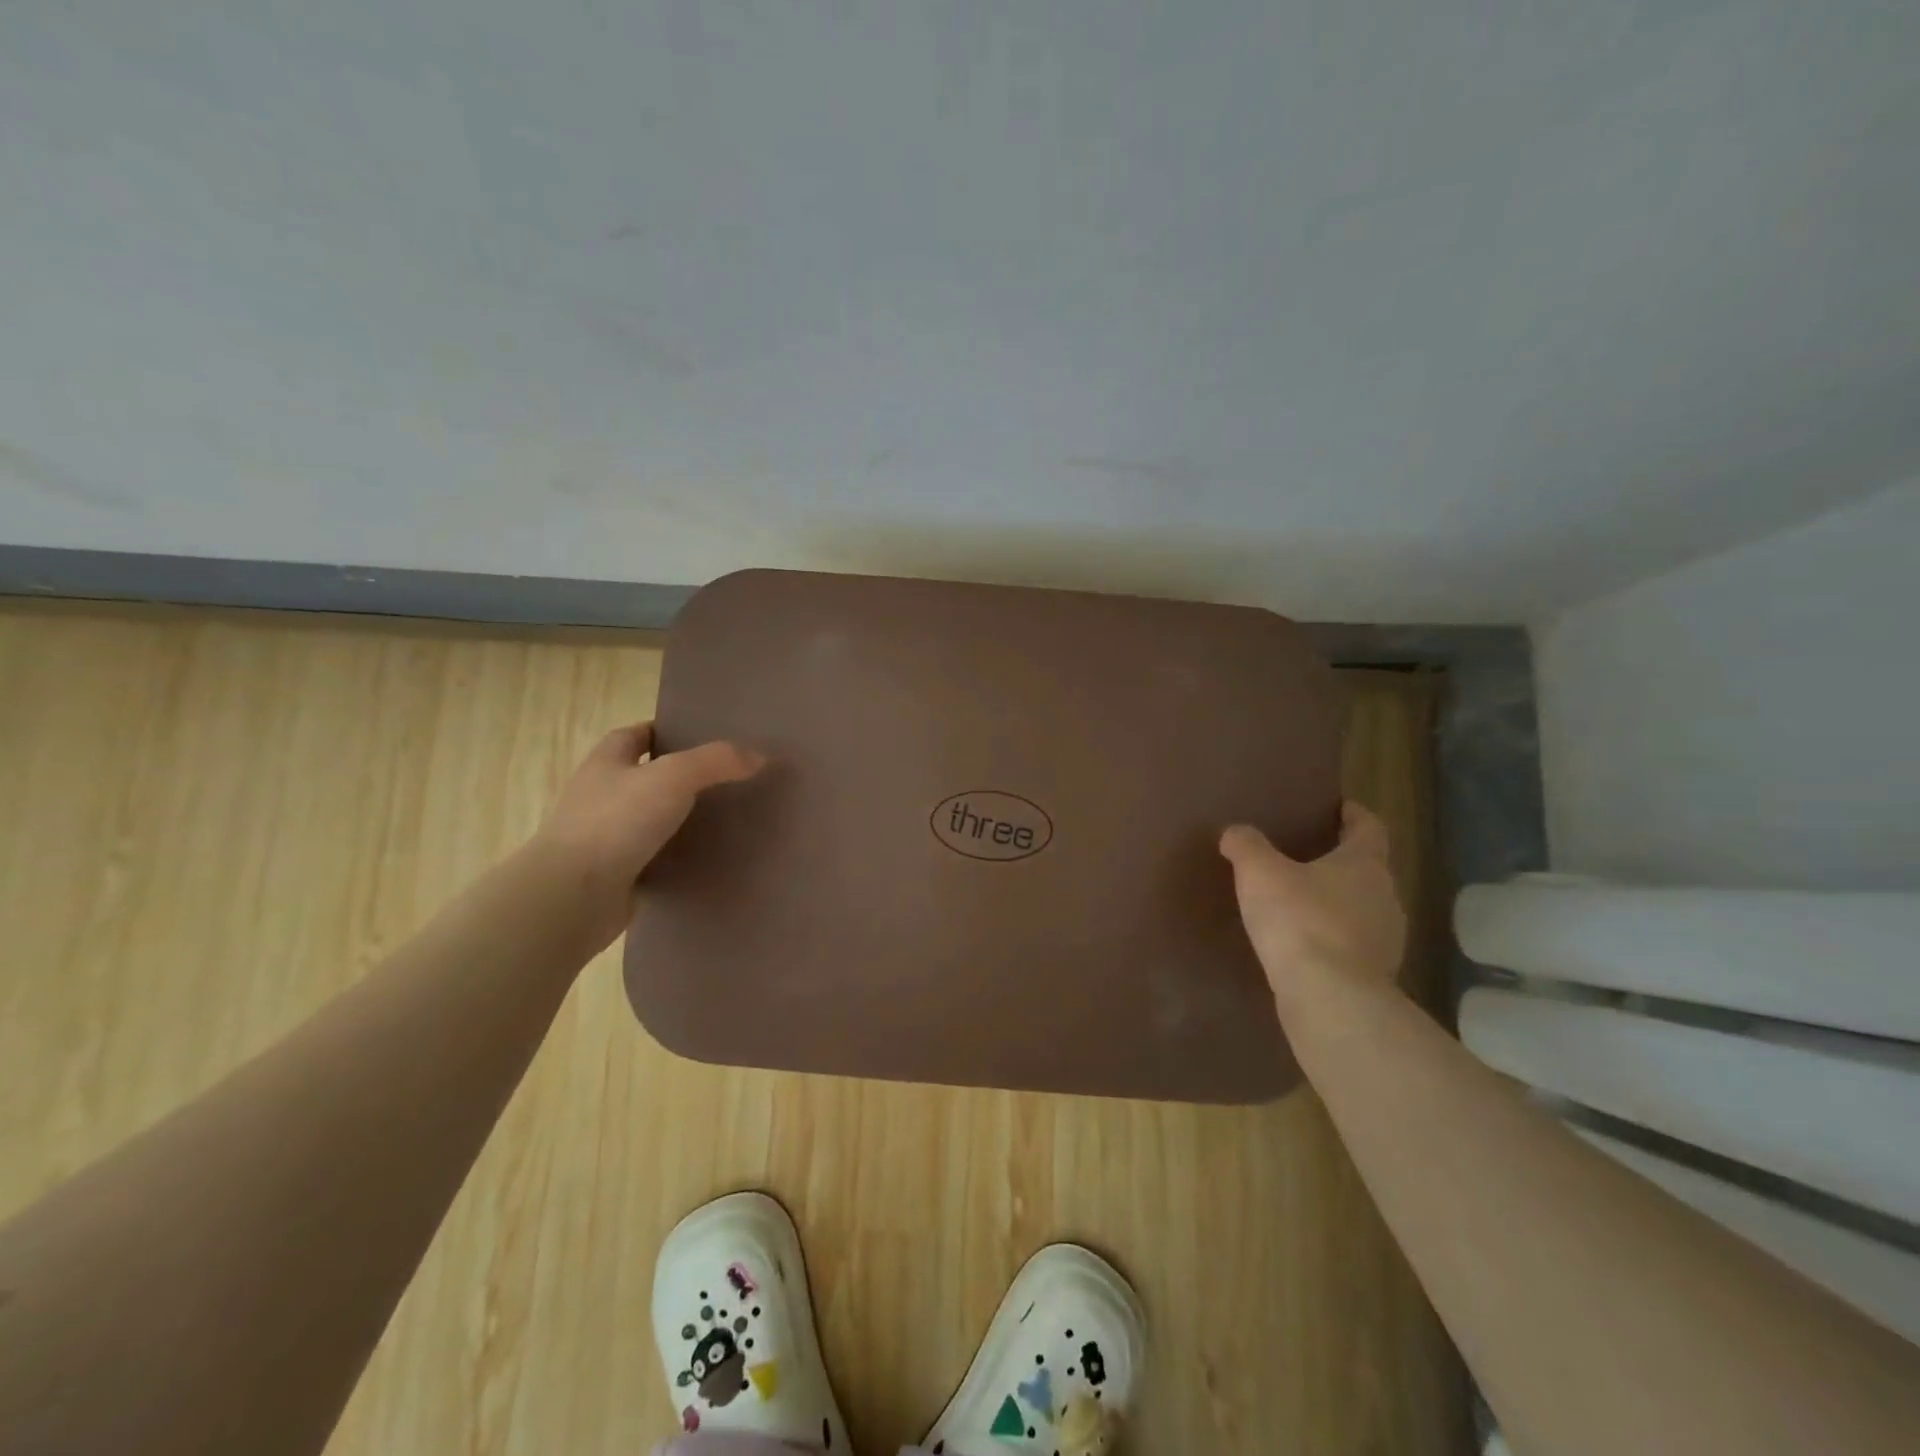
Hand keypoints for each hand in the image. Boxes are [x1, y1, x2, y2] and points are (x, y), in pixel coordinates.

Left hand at [532, 722, 764, 950]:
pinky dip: (675, 857)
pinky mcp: (613, 874)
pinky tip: (705, 859)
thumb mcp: (674, 777)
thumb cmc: (616, 822)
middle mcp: (600, 795)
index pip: (635, 735)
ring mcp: (603, 837)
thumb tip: (759, 756)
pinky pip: (652, 858)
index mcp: (606, 762)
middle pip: (644, 777)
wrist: (574, 896)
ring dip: (679, 819)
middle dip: (680, 777)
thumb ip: (717, 761)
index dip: (665, 731)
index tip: (702, 738)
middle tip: (725, 780)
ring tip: (724, 819)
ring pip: (649, 819)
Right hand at [1219, 802, 1404, 1019]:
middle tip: (1305, 857)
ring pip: (1362, 910)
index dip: (1354, 814)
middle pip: (1367, 870)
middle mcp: (1385, 897)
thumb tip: (1235, 833)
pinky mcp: (1375, 976)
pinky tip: (1303, 946)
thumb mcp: (1259, 873)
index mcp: (1365, 864)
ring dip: (1336, 904)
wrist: (1330, 999)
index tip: (1339, 807)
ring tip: (1299, 904)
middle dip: (1339, 862)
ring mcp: (1386, 940)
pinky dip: (1332, 940)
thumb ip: (1246, 846)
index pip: (1369, 827)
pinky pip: (1353, 946)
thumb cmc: (1299, 920)